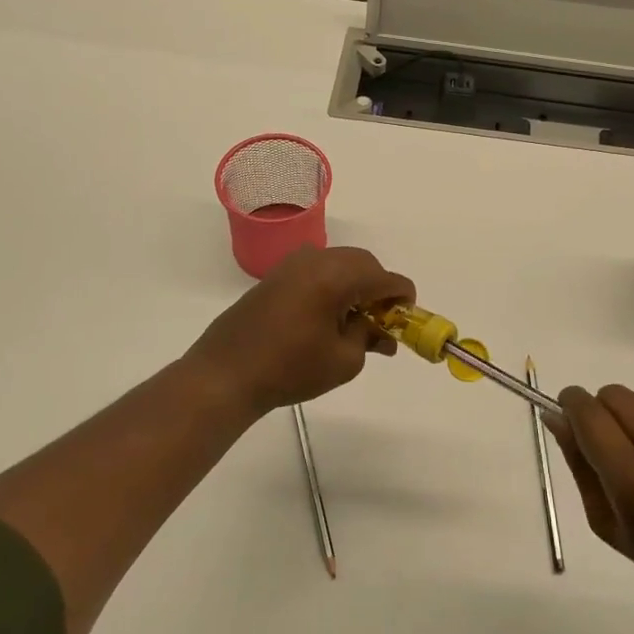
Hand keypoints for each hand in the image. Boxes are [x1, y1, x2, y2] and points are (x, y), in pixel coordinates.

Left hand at [185, 246, 414, 412]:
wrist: (226, 373)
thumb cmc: (289, 369)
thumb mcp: (343, 361)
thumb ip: (369, 338)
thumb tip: (382, 332)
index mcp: (337, 276)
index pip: (386, 278)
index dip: (403, 297)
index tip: (407, 318)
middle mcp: (317, 260)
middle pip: (364, 263)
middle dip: (379, 288)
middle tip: (383, 322)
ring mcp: (293, 264)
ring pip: (340, 264)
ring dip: (356, 285)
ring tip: (356, 322)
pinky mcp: (276, 276)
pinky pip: (318, 270)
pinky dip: (333, 285)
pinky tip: (329, 316)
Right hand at [545, 385, 633, 623]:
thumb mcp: (612, 527)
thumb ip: (581, 467)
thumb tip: (557, 419)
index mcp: (631, 475)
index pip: (586, 411)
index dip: (570, 405)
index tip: (567, 417)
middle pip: (610, 394)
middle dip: (599, 412)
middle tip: (610, 451)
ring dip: (630, 420)